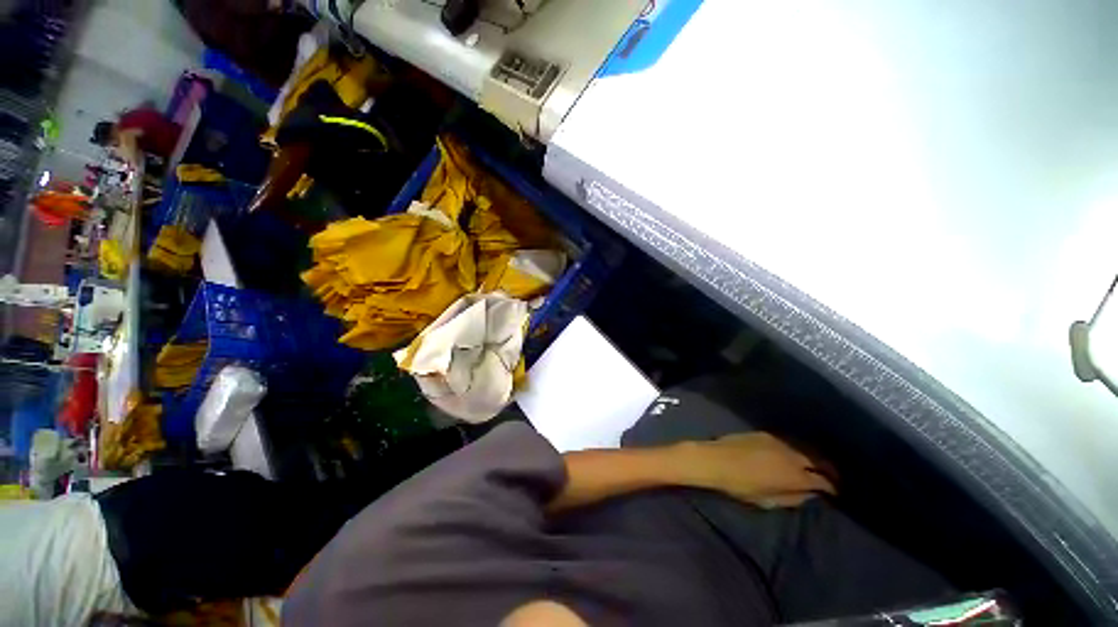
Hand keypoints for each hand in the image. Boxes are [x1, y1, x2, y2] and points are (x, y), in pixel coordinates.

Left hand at [680, 433, 836, 507]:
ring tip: (816, 464)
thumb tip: (809, 494)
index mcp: (795, 475)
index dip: (833, 487)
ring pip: (805, 448)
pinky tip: (793, 453)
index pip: (823, 481)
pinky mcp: (765, 433)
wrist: (715, 460)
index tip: (836, 492)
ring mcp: (778, 441)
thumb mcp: (769, 501)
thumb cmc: (740, 486)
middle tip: (832, 476)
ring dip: (813, 456)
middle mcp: (791, 455)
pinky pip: (788, 441)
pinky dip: (796, 448)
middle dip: (829, 469)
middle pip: (818, 460)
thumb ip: (793, 498)